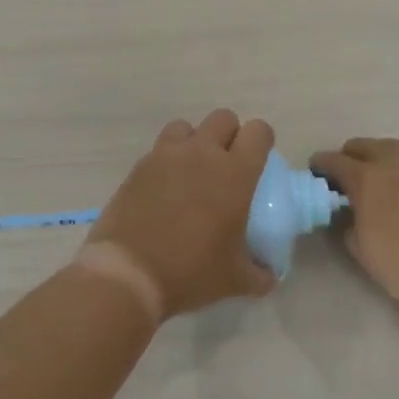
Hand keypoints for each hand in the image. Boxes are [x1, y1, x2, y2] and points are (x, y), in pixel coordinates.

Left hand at [82, 110, 276, 322]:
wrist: (129, 272)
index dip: (262, 140)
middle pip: (223, 118)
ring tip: (191, 171)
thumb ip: (260, 274)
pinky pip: (159, 149)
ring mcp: (166, 156)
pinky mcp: (139, 166)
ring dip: (194, 141)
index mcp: (235, 173)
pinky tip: (164, 189)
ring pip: (186, 126)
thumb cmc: (191, 271)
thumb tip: (269, 275)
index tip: (259, 161)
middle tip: (226, 166)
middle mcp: (202, 153)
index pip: (258, 131)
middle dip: (229, 135)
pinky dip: (166, 160)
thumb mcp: (235, 280)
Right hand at [309, 138, 398, 313]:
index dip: (320, 166)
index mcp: (366, 177)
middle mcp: (394, 161)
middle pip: (361, 146)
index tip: (316, 175)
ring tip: (376, 183)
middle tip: (346, 180)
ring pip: (390, 149)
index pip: (333, 160)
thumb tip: (346, 208)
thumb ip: (346, 218)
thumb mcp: (359, 246)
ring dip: (377, 160)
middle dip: (349, 159)